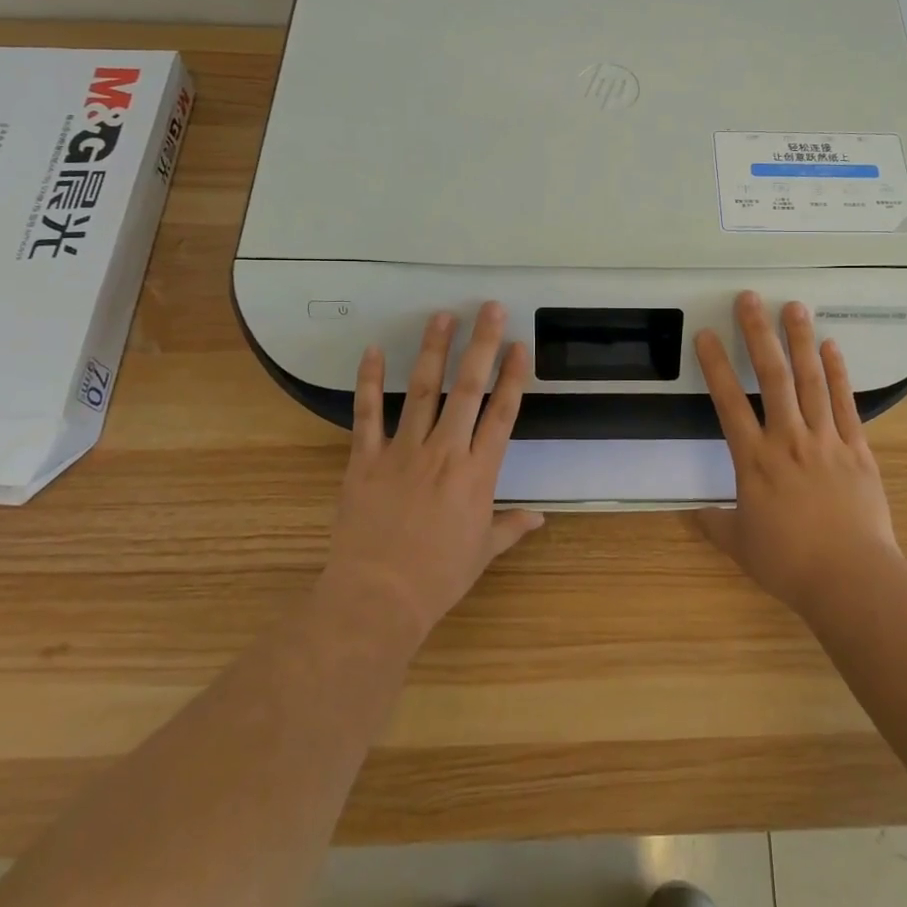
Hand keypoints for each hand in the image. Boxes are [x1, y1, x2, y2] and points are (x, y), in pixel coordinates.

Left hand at [319, 304, 542, 647]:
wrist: (377, 598)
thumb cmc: (437, 578)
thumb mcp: (482, 553)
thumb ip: (510, 526)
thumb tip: (540, 517)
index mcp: (478, 474)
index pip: (502, 414)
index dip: (513, 377)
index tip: (519, 346)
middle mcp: (445, 452)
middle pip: (468, 389)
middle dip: (481, 345)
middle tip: (488, 308)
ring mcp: (403, 452)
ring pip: (422, 391)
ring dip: (433, 351)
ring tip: (442, 316)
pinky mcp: (366, 459)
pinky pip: (367, 414)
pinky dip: (369, 381)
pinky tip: (374, 350)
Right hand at [694, 291, 900, 616]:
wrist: (850, 578)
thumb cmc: (789, 563)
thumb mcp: (742, 546)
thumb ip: (715, 525)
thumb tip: (692, 515)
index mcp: (754, 460)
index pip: (728, 402)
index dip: (715, 365)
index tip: (706, 334)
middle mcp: (788, 439)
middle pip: (772, 377)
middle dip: (758, 333)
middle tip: (750, 298)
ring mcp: (826, 440)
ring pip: (811, 381)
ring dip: (800, 341)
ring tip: (794, 306)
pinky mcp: (857, 449)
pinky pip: (845, 404)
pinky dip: (839, 374)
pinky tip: (832, 347)